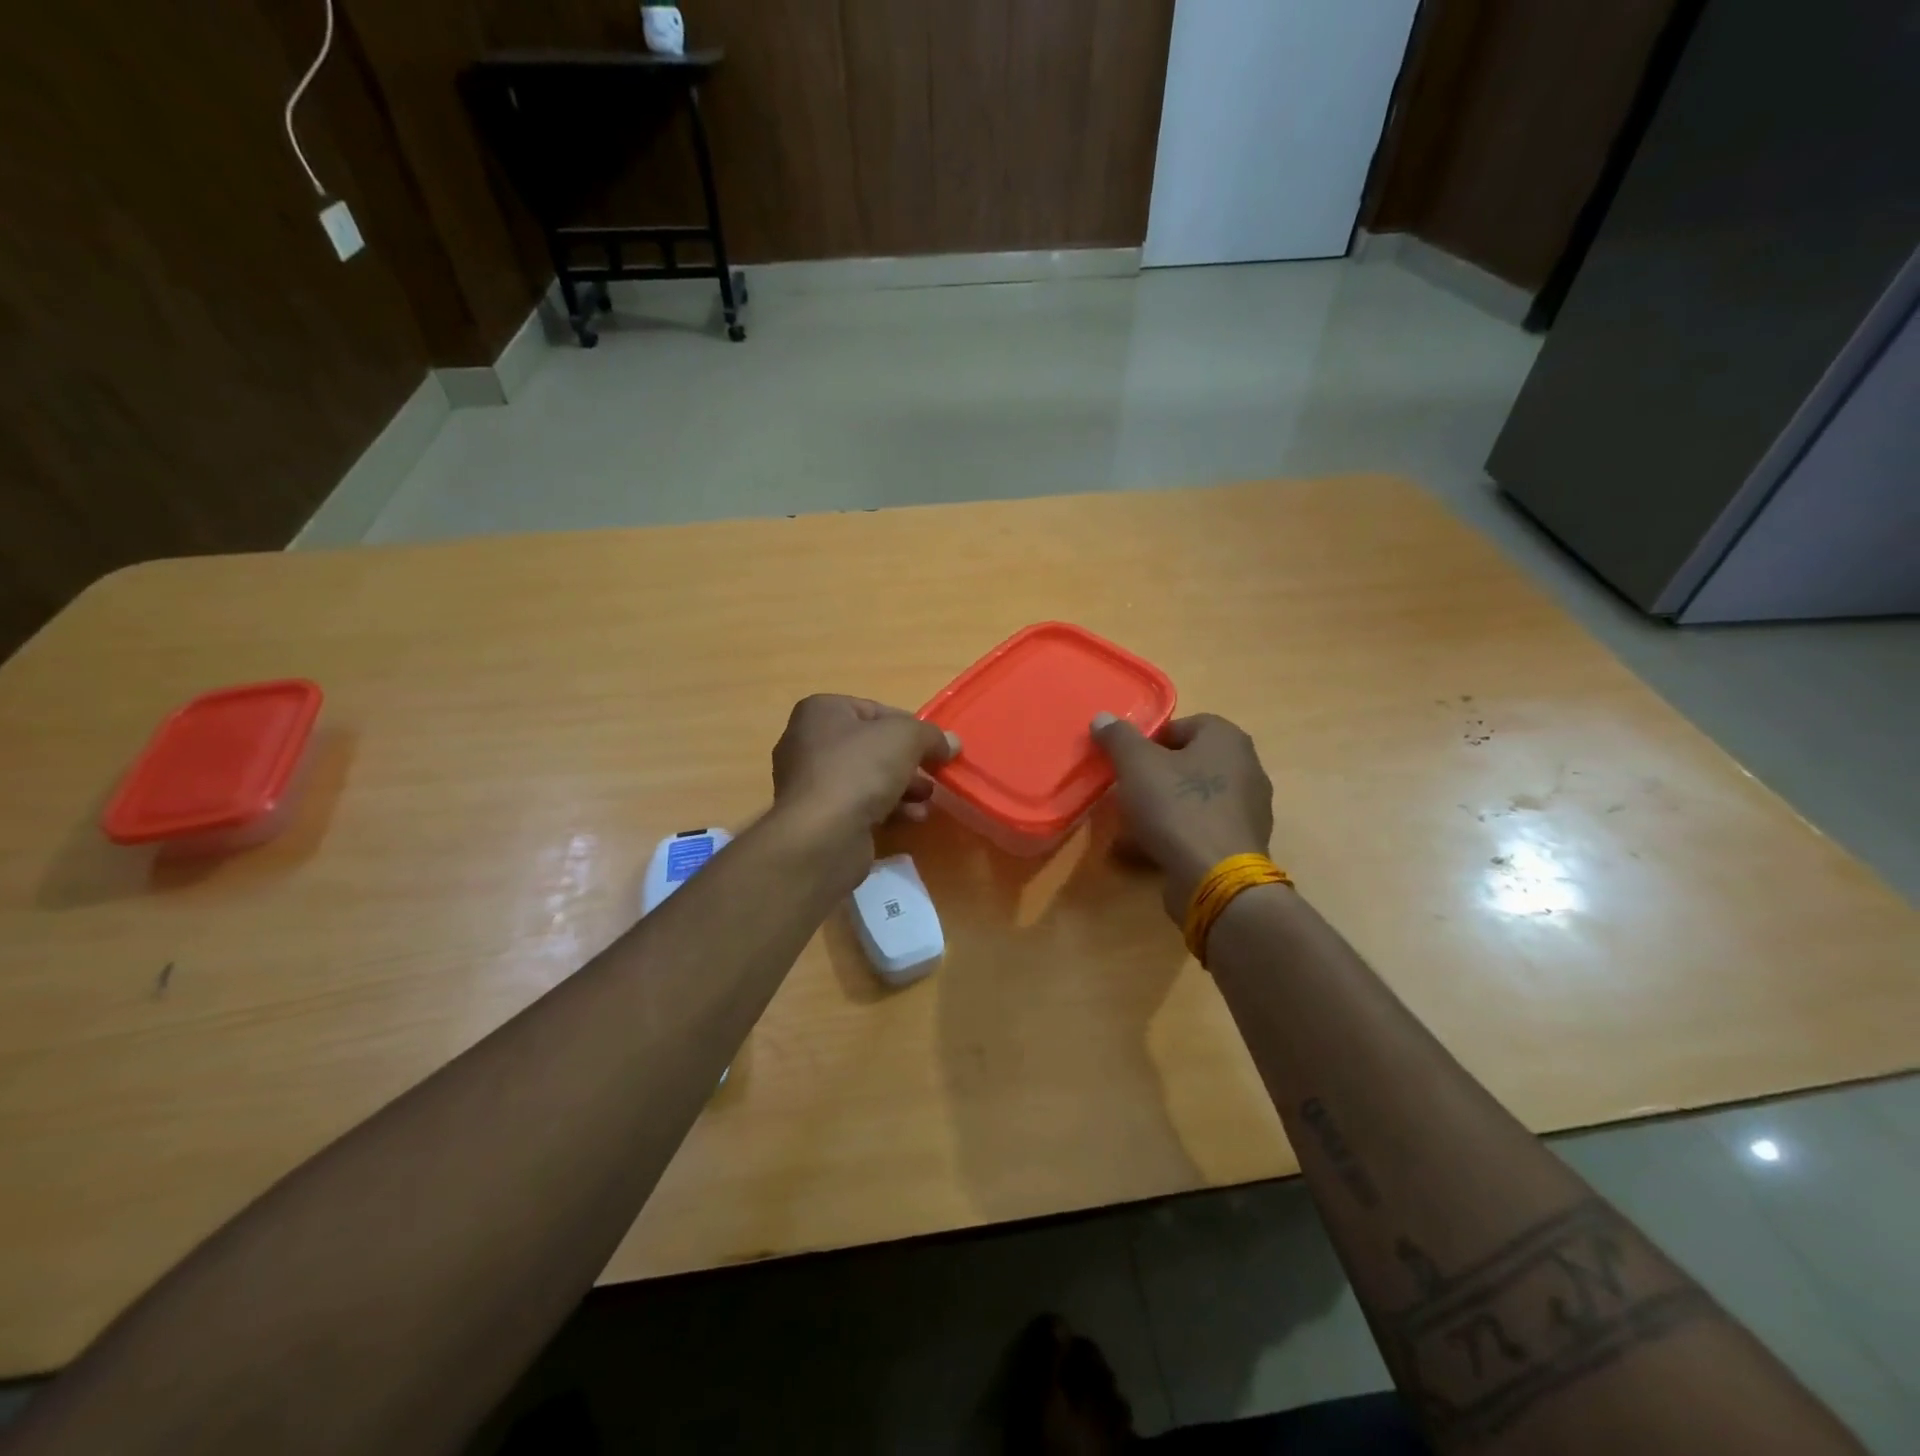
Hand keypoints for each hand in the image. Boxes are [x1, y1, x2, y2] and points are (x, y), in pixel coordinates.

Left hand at [771, 694, 958, 838]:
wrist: (822, 835)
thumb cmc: (859, 770)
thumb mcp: (905, 738)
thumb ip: (931, 735)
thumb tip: (951, 743)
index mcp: (821, 712)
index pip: (874, 710)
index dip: (910, 726)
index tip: (935, 746)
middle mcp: (808, 742)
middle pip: (872, 746)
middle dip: (908, 761)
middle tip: (935, 774)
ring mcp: (810, 783)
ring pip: (867, 778)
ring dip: (902, 787)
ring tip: (928, 799)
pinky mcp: (817, 818)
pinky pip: (858, 805)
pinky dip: (886, 809)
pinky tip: (912, 818)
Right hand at [1091, 712, 1273, 917]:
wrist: (1215, 878)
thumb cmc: (1178, 807)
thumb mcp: (1137, 765)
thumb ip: (1119, 737)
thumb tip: (1102, 717)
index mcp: (1227, 740)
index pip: (1185, 725)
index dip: (1151, 739)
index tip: (1127, 761)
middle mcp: (1246, 768)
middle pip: (1188, 763)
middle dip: (1153, 776)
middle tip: (1126, 791)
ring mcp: (1247, 809)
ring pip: (1192, 798)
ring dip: (1160, 808)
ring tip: (1128, 825)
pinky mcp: (1240, 844)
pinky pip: (1199, 829)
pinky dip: (1174, 834)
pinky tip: (1145, 850)